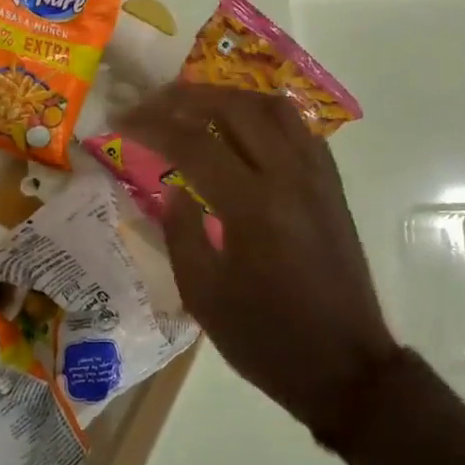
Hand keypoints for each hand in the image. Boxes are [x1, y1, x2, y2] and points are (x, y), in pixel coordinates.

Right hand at [116, 85, 403, 439]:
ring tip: (194, 104)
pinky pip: (299, 129)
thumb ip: (181, 232)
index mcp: (251, 207)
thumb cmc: (265, 339)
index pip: (192, 143)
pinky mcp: (332, 187)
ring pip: (274, 108)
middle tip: (152, 103)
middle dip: (186, 97)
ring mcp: (317, 178)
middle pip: (235, 108)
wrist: (344, 367)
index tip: (120, 120)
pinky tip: (241, 128)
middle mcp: (289, 177)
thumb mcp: (203, 295)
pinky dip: (264, 115)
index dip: (151, 125)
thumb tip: (171, 187)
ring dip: (229, 97)